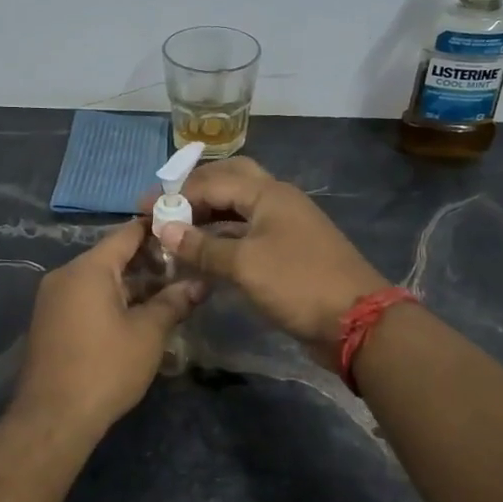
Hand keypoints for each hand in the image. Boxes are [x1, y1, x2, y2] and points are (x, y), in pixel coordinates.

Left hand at [10, 221, 203, 431]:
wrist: (53, 417)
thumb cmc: (105, 368)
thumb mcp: (148, 334)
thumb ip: (173, 303)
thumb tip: (199, 284)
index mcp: (88, 268)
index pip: (126, 233)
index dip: (156, 229)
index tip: (183, 229)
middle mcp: (65, 275)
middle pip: (111, 256)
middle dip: (148, 261)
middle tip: (184, 268)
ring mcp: (53, 299)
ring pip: (99, 279)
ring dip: (131, 284)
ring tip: (168, 294)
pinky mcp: (50, 321)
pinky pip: (86, 298)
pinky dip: (112, 299)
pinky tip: (138, 315)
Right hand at [150, 158, 388, 358]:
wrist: (356, 321)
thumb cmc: (297, 283)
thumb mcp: (245, 265)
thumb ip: (202, 247)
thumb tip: (164, 230)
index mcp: (269, 193)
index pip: (214, 181)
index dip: (178, 194)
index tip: (145, 210)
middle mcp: (277, 201)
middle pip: (230, 182)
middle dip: (196, 192)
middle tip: (166, 208)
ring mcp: (285, 226)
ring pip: (239, 209)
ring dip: (209, 215)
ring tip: (177, 229)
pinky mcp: (288, 251)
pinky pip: (248, 233)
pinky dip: (223, 238)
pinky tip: (204, 253)